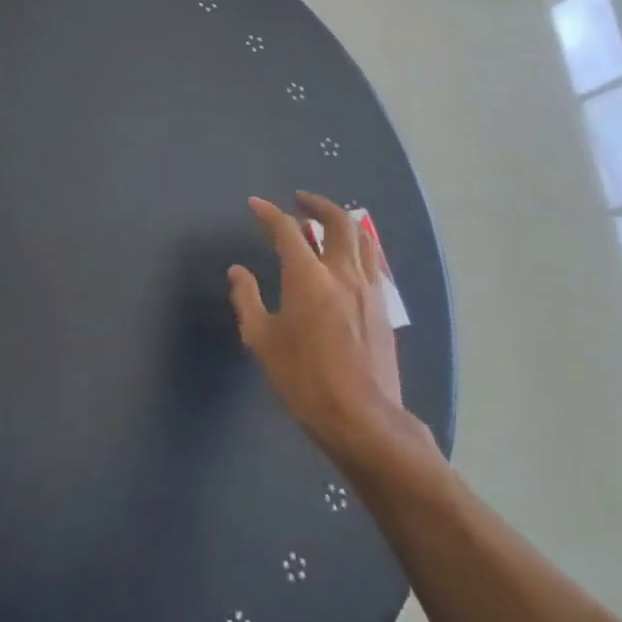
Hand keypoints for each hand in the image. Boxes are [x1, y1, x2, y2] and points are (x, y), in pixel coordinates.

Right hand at [228, 192, 429, 472]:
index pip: (286, 230)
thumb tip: (238, 272)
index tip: (255, 205)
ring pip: (362, 238)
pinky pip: (372, 261)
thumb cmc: (304, 379)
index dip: (269, 213)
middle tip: (299, 201)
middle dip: (317, 205)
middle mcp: (342, 273)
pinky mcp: (383, 307)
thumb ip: (247, 299)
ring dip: (342, 222)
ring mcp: (369, 289)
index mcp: (308, 278)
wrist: (363, 419)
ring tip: (325, 222)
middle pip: (338, 222)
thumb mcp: (262, 340)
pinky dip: (357, 246)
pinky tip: (345, 258)